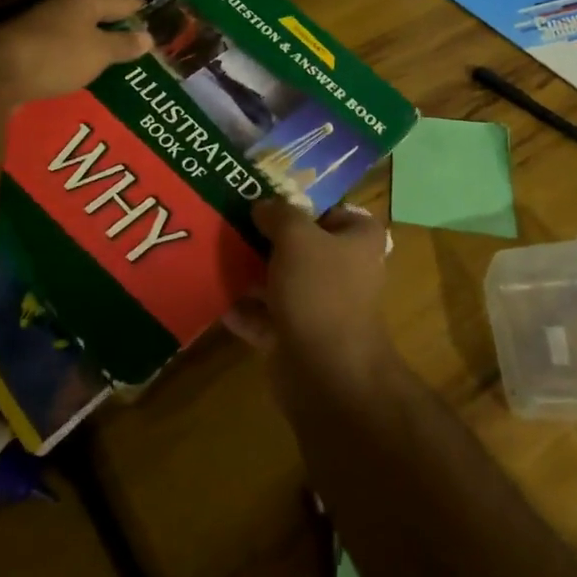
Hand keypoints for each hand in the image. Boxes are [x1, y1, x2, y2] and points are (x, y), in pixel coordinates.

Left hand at [0, 0, 152, 111]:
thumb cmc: (56, 56)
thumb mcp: (98, 52)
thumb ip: (124, 44)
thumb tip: (148, 36)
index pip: (126, 1)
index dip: (146, 14)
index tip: (166, 29)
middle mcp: (64, 6)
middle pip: (103, 16)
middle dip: (124, 33)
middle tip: (148, 52)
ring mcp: (44, 26)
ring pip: (82, 35)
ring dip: (101, 48)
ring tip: (123, 68)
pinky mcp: (29, 48)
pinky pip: (65, 52)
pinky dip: (80, 62)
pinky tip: (90, 77)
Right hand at [225, 200, 399, 406]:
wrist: (327, 373)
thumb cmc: (320, 290)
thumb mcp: (296, 236)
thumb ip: (279, 214)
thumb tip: (263, 205)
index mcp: (359, 242)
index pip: (338, 213)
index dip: (308, 206)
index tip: (273, 203)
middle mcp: (345, 272)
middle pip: (304, 247)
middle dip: (270, 239)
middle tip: (234, 225)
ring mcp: (321, 308)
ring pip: (283, 282)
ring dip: (253, 274)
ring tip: (217, 256)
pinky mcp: (298, 339)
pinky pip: (267, 318)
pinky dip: (245, 311)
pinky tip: (217, 299)